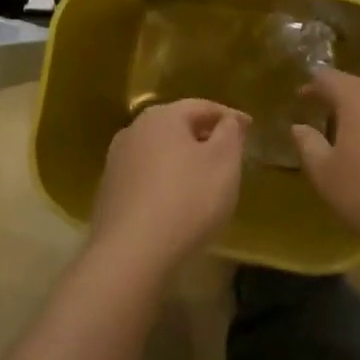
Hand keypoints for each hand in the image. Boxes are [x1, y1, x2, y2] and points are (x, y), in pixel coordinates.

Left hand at [90, 99, 247, 275]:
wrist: (131, 253)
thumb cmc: (187, 200)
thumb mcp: (224, 163)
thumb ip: (230, 134)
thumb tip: (227, 121)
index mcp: (162, 117)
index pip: (202, 106)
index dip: (230, 116)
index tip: (250, 127)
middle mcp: (134, 130)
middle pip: (177, 126)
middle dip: (204, 135)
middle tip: (229, 151)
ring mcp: (116, 162)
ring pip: (159, 151)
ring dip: (182, 159)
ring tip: (204, 178)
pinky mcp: (109, 192)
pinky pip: (146, 177)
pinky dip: (165, 181)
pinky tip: (177, 201)